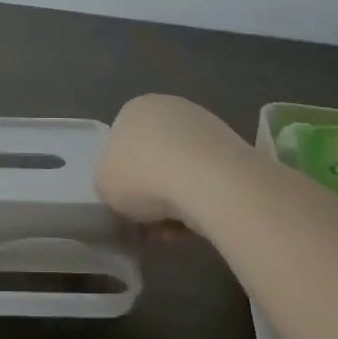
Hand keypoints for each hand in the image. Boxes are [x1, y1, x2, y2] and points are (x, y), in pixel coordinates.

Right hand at [95, 94, 248, 228]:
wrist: (207, 181)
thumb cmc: (142, 175)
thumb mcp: (103, 184)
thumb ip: (107, 184)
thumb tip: (124, 193)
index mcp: (135, 108)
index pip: (121, 143)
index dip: (121, 179)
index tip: (125, 206)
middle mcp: (171, 108)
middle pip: (153, 159)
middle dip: (151, 193)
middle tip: (148, 223)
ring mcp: (206, 126)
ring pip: (181, 173)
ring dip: (175, 202)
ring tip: (173, 230)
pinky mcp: (234, 149)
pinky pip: (207, 182)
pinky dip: (200, 202)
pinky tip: (197, 224)